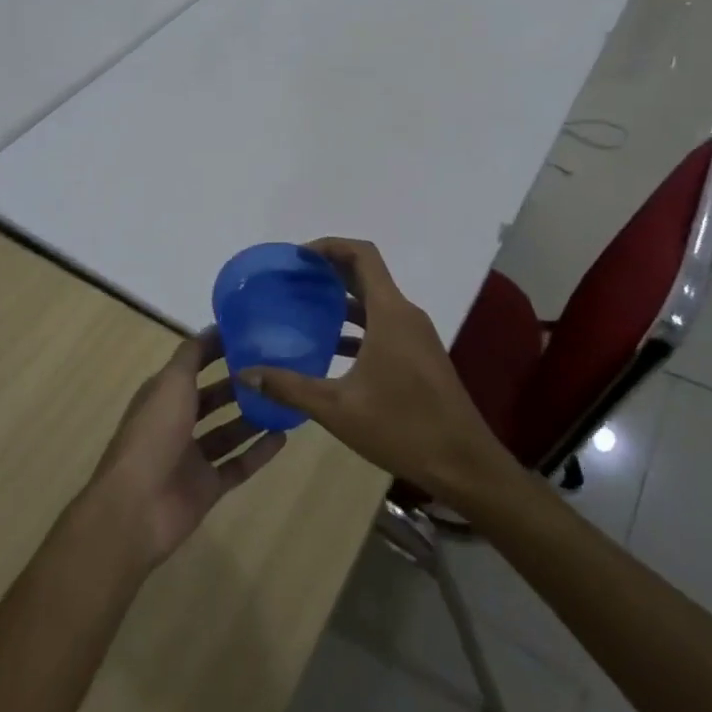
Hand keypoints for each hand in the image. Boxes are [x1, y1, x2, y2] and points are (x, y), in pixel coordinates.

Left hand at [85, 329, 285, 569]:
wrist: (136, 509)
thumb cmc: (153, 434)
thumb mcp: (171, 382)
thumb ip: (192, 354)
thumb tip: (215, 327)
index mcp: (163, 394)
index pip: (193, 364)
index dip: (217, 349)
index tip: (251, 335)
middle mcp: (176, 422)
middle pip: (212, 398)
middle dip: (239, 384)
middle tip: (275, 369)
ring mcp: (192, 457)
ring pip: (227, 432)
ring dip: (252, 417)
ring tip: (285, 400)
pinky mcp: (207, 488)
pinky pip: (238, 465)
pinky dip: (259, 452)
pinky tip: (284, 437)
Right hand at [237, 237, 515, 509]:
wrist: (465, 466)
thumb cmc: (403, 428)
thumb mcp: (338, 409)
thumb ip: (289, 387)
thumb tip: (245, 374)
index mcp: (390, 313)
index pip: (362, 254)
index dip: (330, 245)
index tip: (299, 256)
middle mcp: (406, 314)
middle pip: (367, 274)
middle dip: (330, 270)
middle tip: (293, 278)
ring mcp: (417, 335)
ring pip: (375, 301)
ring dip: (343, 299)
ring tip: (305, 308)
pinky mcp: (420, 356)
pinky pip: (384, 324)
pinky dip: (358, 326)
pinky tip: (332, 349)